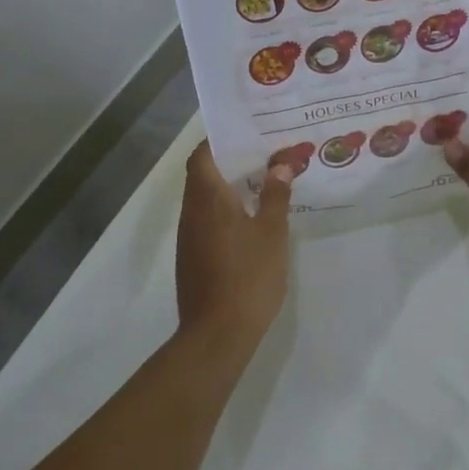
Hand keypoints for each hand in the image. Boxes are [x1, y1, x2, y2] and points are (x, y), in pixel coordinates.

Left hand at [175, 142, 293, 347]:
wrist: (216, 334)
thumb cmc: (247, 276)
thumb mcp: (271, 232)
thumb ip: (274, 196)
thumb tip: (279, 166)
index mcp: (207, 198)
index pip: (202, 155)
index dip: (219, 141)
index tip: (246, 135)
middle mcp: (191, 212)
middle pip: (203, 175)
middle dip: (230, 163)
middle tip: (264, 156)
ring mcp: (189, 237)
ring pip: (205, 199)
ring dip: (228, 189)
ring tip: (262, 184)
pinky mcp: (192, 258)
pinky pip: (206, 221)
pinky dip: (225, 212)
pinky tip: (251, 221)